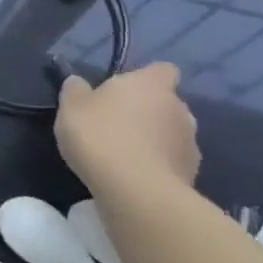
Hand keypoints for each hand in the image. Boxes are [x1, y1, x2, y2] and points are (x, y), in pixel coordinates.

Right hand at [55, 62, 199, 192]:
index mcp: (151, 84)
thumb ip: (75, 90)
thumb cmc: (101, 136)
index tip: (124, 91)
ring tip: (125, 154)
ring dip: (154, 139)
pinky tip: (135, 176)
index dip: (146, 78)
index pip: (162, 70)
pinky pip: (172, 161)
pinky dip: (158, 164)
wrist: (137, 192)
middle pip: (166, 103)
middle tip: (117, 124)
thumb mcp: (71, 107)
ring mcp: (190, 143)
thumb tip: (78, 82)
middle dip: (147, 111)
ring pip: (171, 133)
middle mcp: (179, 108)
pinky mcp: (192, 174)